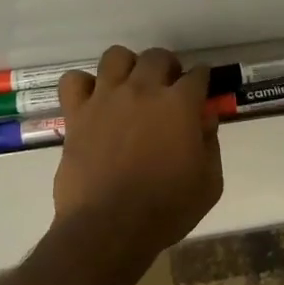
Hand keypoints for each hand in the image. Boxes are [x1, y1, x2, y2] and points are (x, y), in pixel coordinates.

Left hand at [52, 46, 222, 259]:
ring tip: (131, 85)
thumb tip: (204, 119)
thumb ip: (210, 144)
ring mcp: (106, 98)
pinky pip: (73, 81)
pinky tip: (93, 100)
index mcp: (180, 104)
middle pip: (157, 56)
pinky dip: (83, 85)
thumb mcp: (209, 182)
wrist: (110, 227)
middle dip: (168, 67)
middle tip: (169, 87)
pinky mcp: (77, 114)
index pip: (198, 74)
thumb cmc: (167, 209)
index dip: (202, 79)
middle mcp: (143, 90)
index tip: (202, 88)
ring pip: (116, 56)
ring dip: (128, 66)